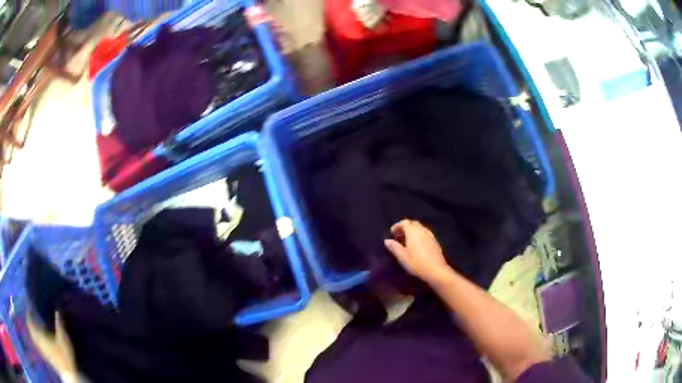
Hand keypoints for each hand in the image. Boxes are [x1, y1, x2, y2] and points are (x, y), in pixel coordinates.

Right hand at [384, 220, 452, 283]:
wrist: (436, 270)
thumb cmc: (416, 263)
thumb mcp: (402, 256)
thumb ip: (394, 247)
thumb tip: (387, 240)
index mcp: (413, 232)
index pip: (404, 222)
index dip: (397, 226)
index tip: (391, 233)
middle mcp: (422, 230)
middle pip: (413, 223)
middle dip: (405, 227)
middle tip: (398, 236)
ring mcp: (430, 235)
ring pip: (420, 228)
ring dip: (412, 231)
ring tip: (407, 241)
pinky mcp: (435, 241)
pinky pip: (425, 233)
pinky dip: (419, 235)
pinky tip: (417, 245)